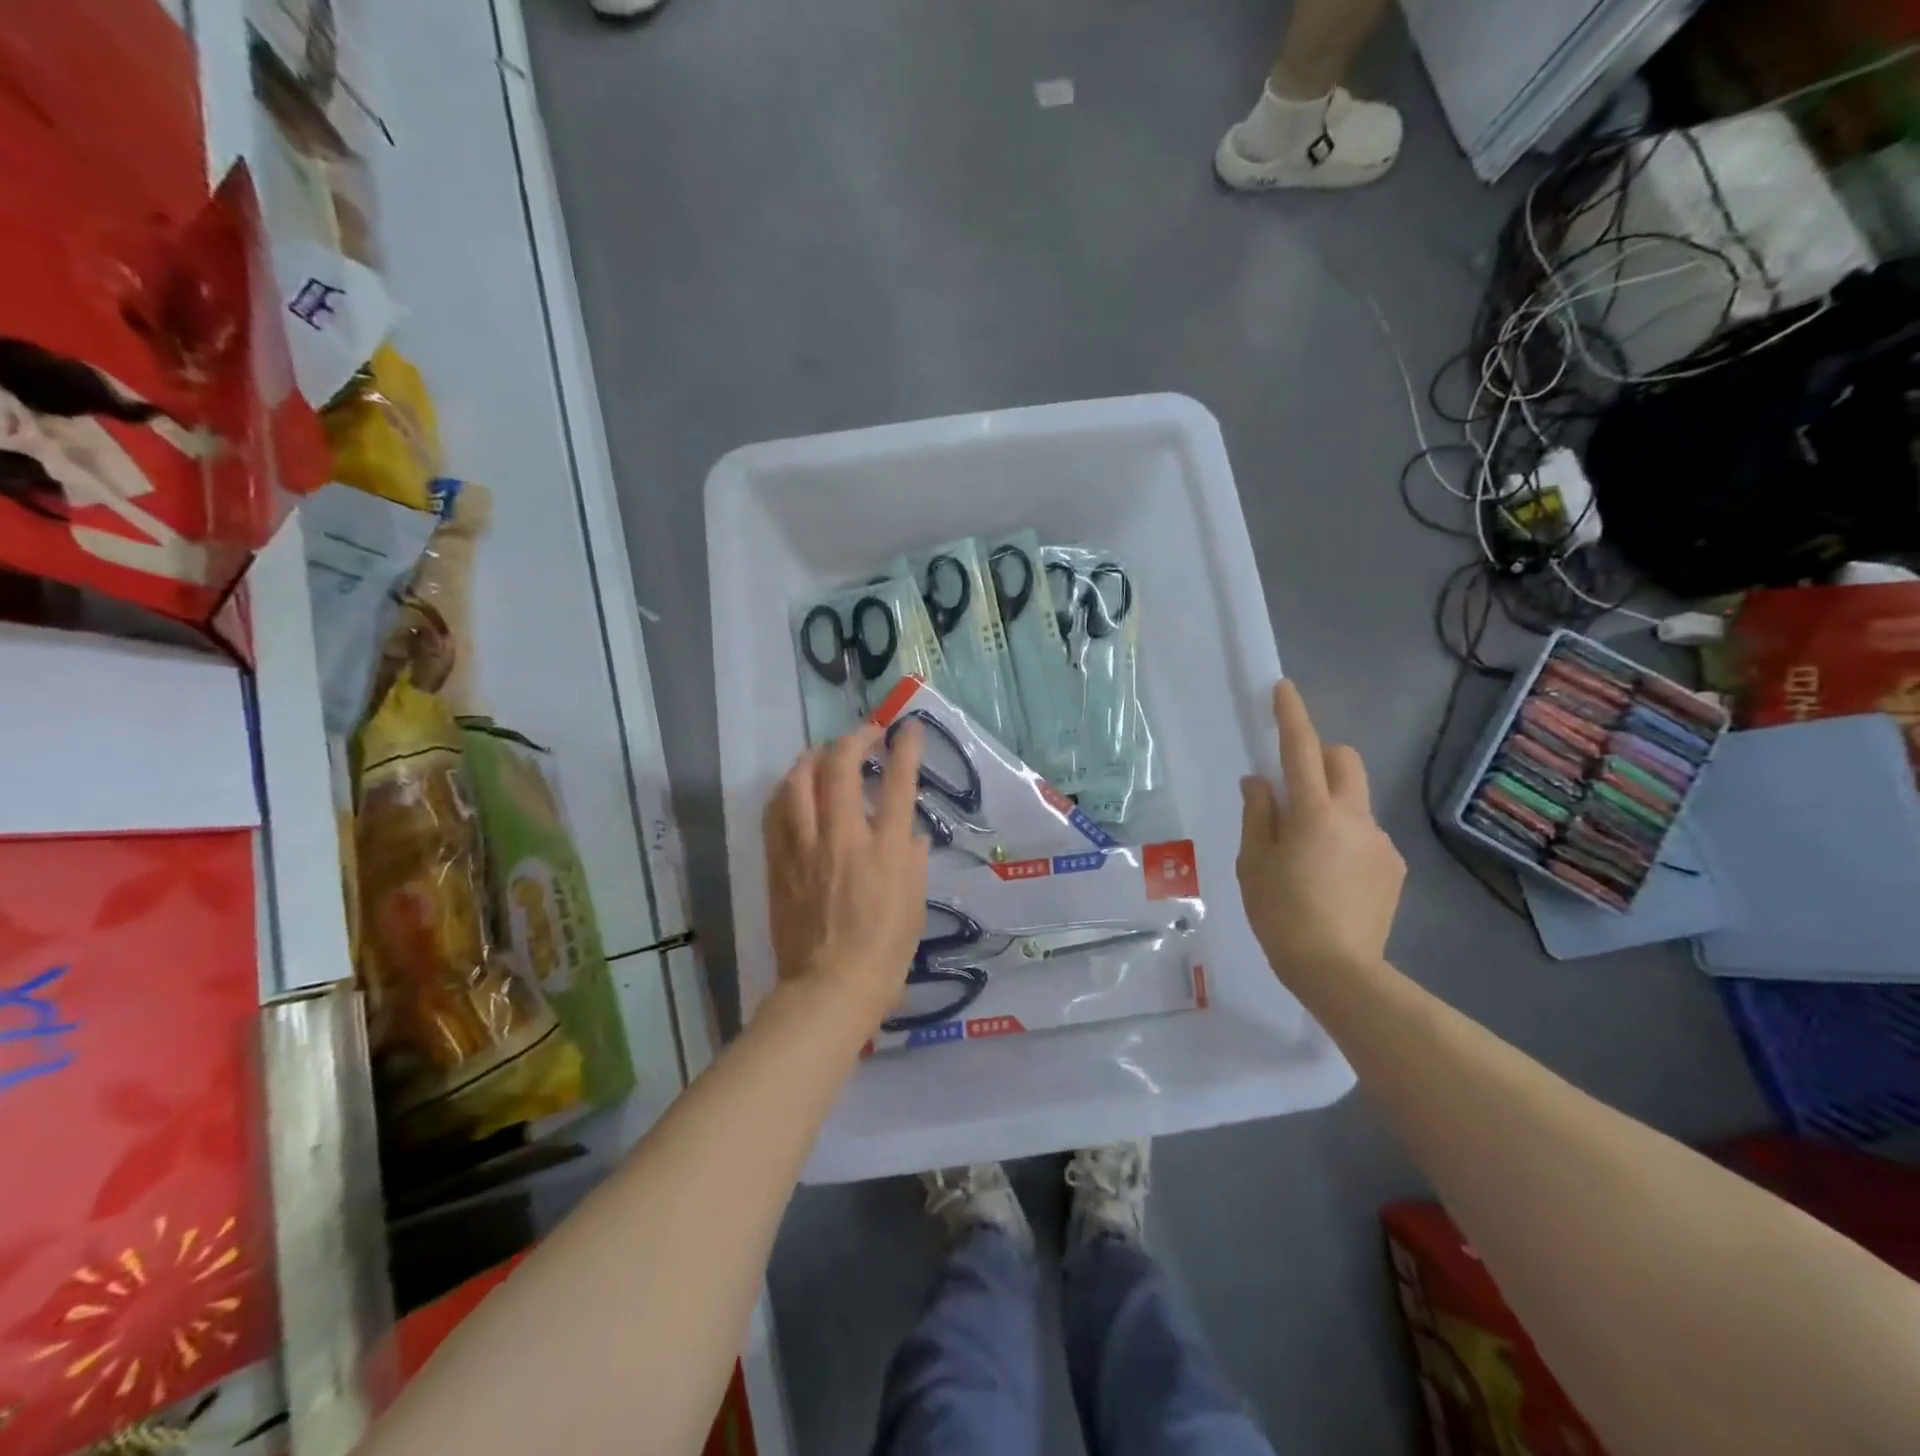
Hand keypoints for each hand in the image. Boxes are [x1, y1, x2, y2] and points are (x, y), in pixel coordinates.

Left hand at [763, 721, 930, 1024]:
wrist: (828, 989)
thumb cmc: (884, 953)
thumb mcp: (915, 906)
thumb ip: (912, 862)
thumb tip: (910, 834)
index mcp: (883, 851)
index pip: (897, 784)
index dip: (905, 749)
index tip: (909, 728)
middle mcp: (842, 839)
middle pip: (840, 768)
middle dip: (854, 740)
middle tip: (865, 735)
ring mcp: (804, 848)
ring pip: (798, 782)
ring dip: (814, 758)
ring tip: (824, 754)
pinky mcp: (778, 863)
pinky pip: (775, 813)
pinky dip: (787, 790)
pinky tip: (794, 788)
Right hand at [1238, 680, 1405, 984]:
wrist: (1339, 971)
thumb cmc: (1281, 914)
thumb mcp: (1254, 863)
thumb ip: (1258, 815)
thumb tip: (1259, 782)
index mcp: (1314, 813)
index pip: (1301, 749)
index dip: (1291, 716)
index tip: (1282, 688)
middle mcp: (1355, 817)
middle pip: (1345, 761)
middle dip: (1320, 756)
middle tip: (1292, 787)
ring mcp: (1380, 842)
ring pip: (1355, 800)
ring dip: (1330, 804)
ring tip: (1307, 853)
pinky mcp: (1394, 867)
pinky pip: (1365, 834)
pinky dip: (1345, 838)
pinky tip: (1330, 878)